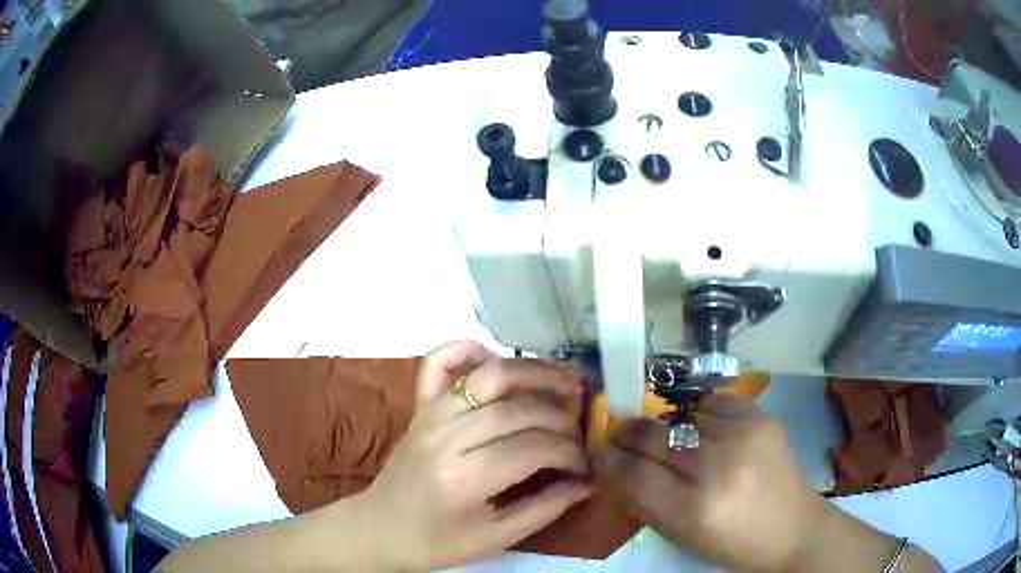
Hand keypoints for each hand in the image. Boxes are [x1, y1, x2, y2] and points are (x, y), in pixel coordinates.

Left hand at [359, 341, 592, 569]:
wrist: (381, 528)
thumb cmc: (437, 542)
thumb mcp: (495, 539)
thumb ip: (545, 510)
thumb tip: (586, 483)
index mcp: (464, 478)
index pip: (534, 448)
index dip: (569, 454)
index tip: (583, 466)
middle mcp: (447, 436)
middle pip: (519, 410)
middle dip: (560, 420)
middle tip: (577, 437)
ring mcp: (431, 414)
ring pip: (491, 376)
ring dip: (534, 373)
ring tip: (566, 384)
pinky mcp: (421, 405)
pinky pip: (440, 361)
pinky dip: (469, 350)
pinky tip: (497, 361)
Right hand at [598, 393, 819, 570]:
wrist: (790, 525)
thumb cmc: (730, 542)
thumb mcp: (679, 535)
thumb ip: (643, 498)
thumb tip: (613, 460)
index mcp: (692, 509)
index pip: (631, 472)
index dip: (608, 459)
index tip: (600, 452)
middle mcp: (717, 467)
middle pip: (651, 436)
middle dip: (627, 435)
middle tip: (621, 437)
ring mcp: (742, 435)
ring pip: (678, 417)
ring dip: (666, 429)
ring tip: (674, 443)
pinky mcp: (759, 416)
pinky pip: (710, 403)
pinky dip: (699, 417)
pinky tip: (706, 433)